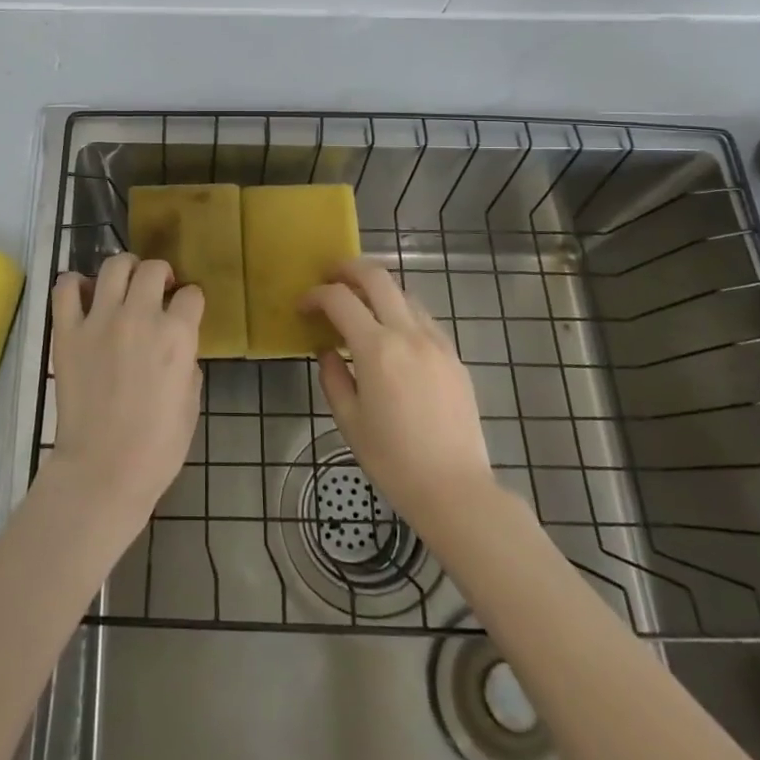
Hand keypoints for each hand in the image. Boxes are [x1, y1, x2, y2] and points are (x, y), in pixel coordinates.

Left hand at [49, 253, 202, 524]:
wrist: (103, 470)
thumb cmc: (157, 446)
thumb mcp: (191, 402)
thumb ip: (187, 362)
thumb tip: (178, 347)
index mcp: (177, 335)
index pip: (191, 294)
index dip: (190, 302)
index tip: (185, 312)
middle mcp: (140, 316)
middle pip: (153, 269)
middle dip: (161, 275)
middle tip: (157, 292)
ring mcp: (99, 320)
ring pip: (114, 266)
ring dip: (125, 270)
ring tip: (124, 286)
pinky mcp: (67, 332)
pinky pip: (65, 289)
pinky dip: (74, 285)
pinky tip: (83, 296)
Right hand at [303, 259, 504, 536]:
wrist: (455, 490)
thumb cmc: (393, 461)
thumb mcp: (349, 421)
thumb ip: (333, 377)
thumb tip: (327, 351)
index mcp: (376, 349)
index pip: (339, 299)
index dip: (315, 295)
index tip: (303, 307)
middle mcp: (408, 334)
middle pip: (377, 277)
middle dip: (348, 269)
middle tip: (329, 277)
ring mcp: (436, 342)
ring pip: (403, 293)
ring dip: (377, 289)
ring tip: (359, 305)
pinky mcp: (454, 356)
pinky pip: (423, 318)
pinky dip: (401, 312)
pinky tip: (392, 334)